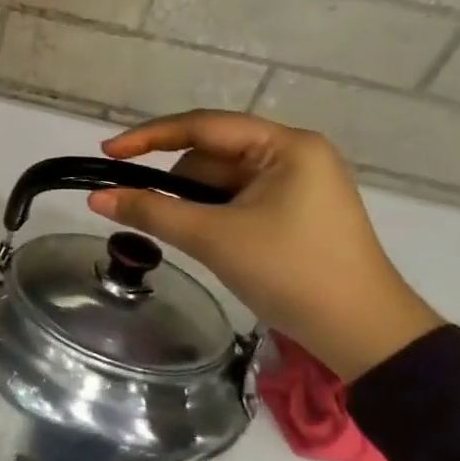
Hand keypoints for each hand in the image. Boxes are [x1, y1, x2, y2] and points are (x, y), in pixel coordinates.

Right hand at [88, 111, 442, 380]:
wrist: (363, 334)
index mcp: (286, 146)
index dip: (149, 136)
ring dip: (190, 200)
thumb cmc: (291, 272)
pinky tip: (195, 235)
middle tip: (136, 204)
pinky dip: (208, 213)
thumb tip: (96, 198)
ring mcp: (296, 184)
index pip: (203, 126)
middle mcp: (293, 155)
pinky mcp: (293, 212)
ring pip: (220, 179)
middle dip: (173, 179)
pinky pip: (235, 199)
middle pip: (211, 153)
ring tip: (172, 231)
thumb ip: (151, 211)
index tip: (107, 152)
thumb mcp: (213, 238)